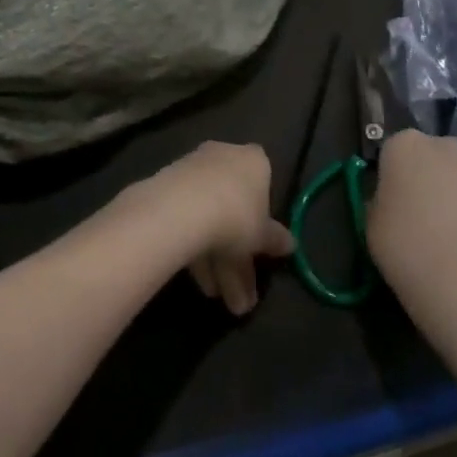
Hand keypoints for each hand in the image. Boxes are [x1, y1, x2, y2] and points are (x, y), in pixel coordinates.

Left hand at [118, 142, 293, 316]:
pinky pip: (189, 221)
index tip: (261, 246)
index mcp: (253, 161)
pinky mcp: (167, 187)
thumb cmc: (236, 215)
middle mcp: (222, 157)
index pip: (264, 182)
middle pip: (234, 209)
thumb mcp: (263, 236)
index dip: (263, 217)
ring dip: (217, 263)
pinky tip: (200, 283)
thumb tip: (290, 245)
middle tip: (240, 296)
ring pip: (210, 219)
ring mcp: (192, 171)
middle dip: (238, 257)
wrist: (181, 208)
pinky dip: (197, 250)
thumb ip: (275, 240)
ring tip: (218, 298)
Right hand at [366, 130, 456, 295]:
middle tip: (415, 207)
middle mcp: (441, 145)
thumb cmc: (402, 241)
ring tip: (442, 224)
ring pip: (454, 171)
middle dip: (423, 173)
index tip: (389, 197)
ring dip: (448, 187)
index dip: (391, 173)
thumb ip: (382, 198)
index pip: (393, 150)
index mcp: (403, 145)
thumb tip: (393, 200)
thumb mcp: (371, 218)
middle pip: (428, 154)